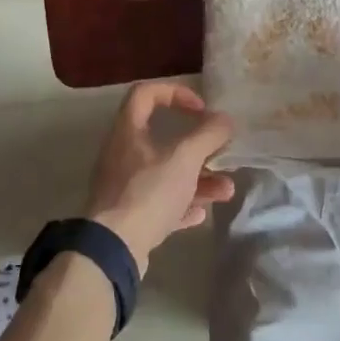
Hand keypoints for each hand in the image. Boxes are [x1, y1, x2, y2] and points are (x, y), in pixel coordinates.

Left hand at [87, 82, 235, 272]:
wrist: (113, 248)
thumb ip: (208, 135)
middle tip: (219, 154)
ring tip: (225, 191)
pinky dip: (182, 204)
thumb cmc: (148, 191)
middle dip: (198, 147)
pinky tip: (201, 213)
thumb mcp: (185, 158)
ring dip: (198, 180)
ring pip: (166, 174)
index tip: (201, 109)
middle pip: (162, 139)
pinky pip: (160, 203)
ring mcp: (124, 187)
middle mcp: (123, 154)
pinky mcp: (129, 216)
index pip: (146, 93)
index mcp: (128, 131)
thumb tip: (225, 120)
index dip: (175, 92)